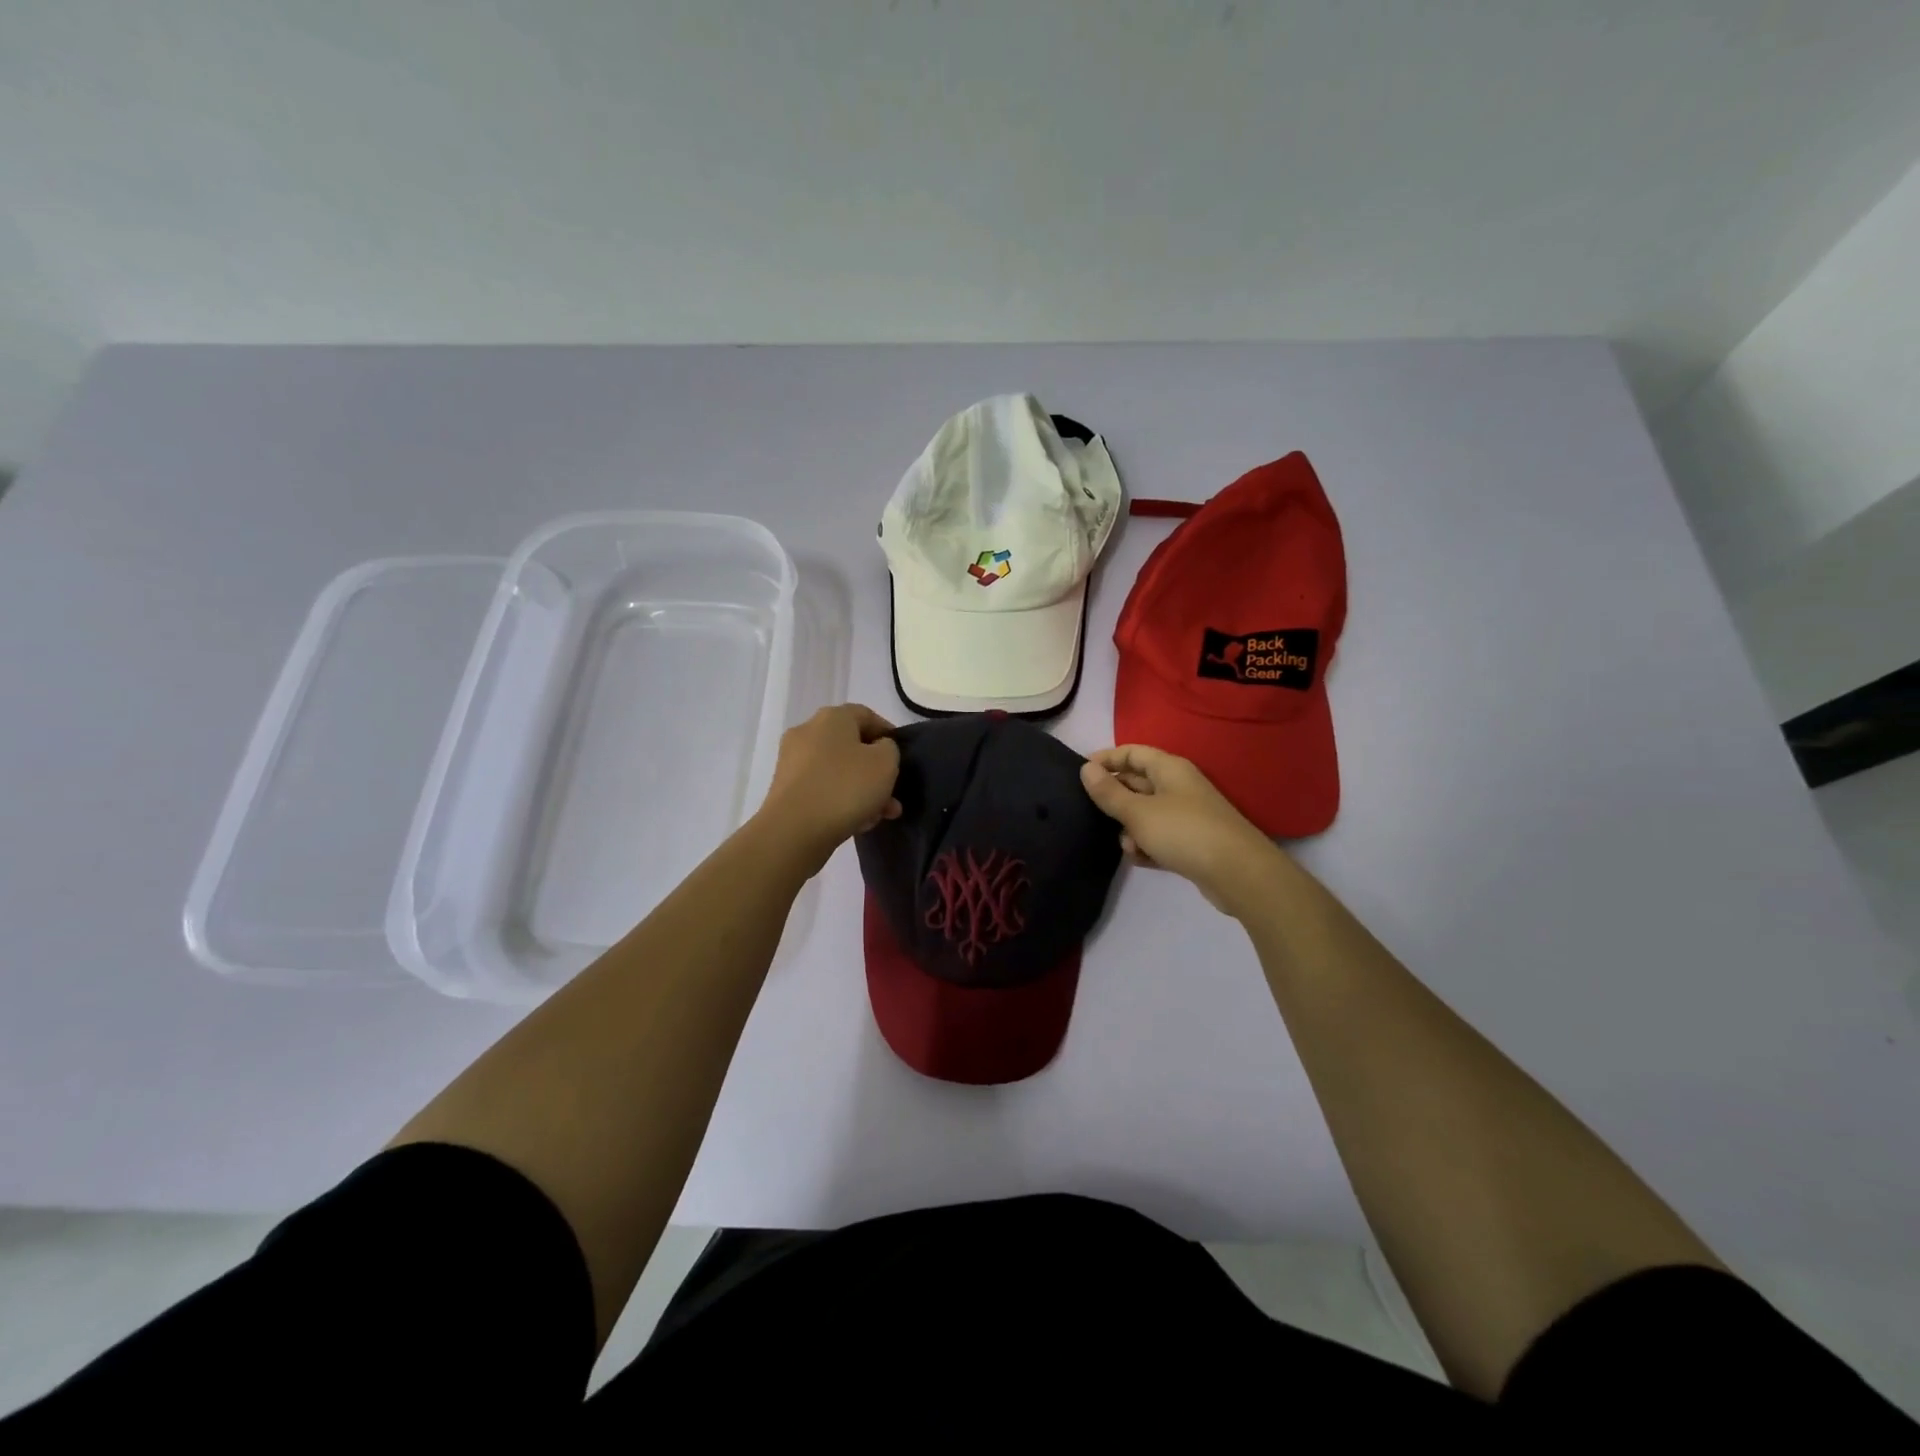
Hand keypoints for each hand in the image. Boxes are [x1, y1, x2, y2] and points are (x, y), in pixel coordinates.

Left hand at [753, 704, 901, 873]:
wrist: (793, 831)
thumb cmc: (845, 787)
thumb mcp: (885, 763)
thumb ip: (889, 749)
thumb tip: (877, 750)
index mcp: (831, 718)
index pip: (866, 715)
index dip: (887, 733)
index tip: (902, 757)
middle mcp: (807, 732)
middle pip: (852, 747)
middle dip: (876, 771)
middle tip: (893, 794)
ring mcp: (793, 762)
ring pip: (839, 771)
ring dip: (863, 790)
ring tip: (881, 815)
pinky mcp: (786, 790)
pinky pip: (822, 789)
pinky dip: (841, 801)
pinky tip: (858, 823)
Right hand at [1079, 745, 1282, 915]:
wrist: (1238, 873)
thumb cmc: (1183, 832)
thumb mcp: (1138, 812)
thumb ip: (1109, 792)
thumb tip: (1086, 769)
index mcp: (1169, 769)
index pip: (1132, 752)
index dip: (1106, 759)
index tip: (1080, 773)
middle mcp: (1179, 786)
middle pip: (1138, 782)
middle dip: (1115, 797)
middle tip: (1091, 812)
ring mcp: (1187, 814)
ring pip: (1147, 813)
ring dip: (1131, 827)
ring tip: (1126, 845)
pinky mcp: (1192, 842)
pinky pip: (1160, 836)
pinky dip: (1147, 845)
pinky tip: (1140, 859)